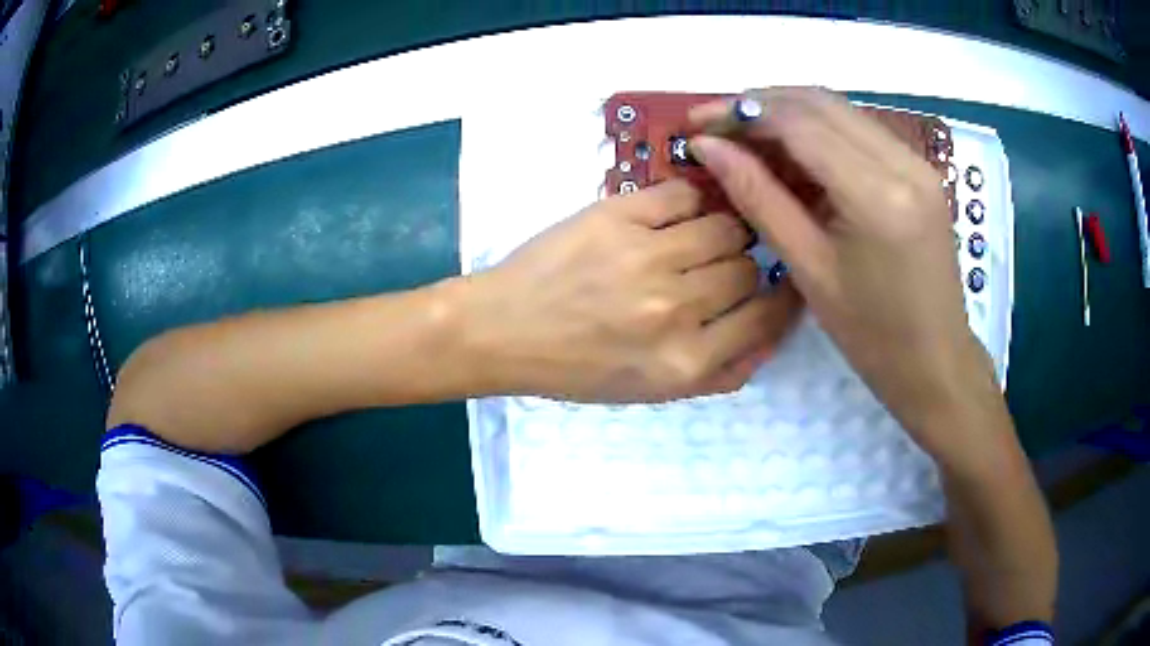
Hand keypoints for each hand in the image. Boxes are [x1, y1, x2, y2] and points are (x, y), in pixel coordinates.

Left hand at [462, 180, 801, 401]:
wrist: (505, 330)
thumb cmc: (577, 368)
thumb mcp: (654, 393)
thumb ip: (721, 373)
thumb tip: (772, 331)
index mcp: (685, 362)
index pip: (766, 316)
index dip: (782, 296)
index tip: (780, 283)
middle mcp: (675, 309)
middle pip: (748, 267)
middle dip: (743, 266)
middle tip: (719, 266)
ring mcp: (647, 256)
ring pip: (725, 225)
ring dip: (721, 230)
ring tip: (697, 238)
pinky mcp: (619, 215)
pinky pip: (684, 194)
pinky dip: (690, 201)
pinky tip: (675, 215)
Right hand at [689, 88, 1005, 464]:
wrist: (936, 361)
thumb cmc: (871, 335)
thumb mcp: (809, 269)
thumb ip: (758, 197)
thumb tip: (708, 148)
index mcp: (878, 195)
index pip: (799, 122)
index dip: (741, 112)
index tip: (696, 122)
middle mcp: (904, 161)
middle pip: (819, 102)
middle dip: (761, 104)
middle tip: (718, 127)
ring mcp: (918, 162)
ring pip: (840, 110)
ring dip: (789, 114)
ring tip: (748, 141)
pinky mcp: (921, 169)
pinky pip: (860, 130)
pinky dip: (820, 131)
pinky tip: (794, 156)